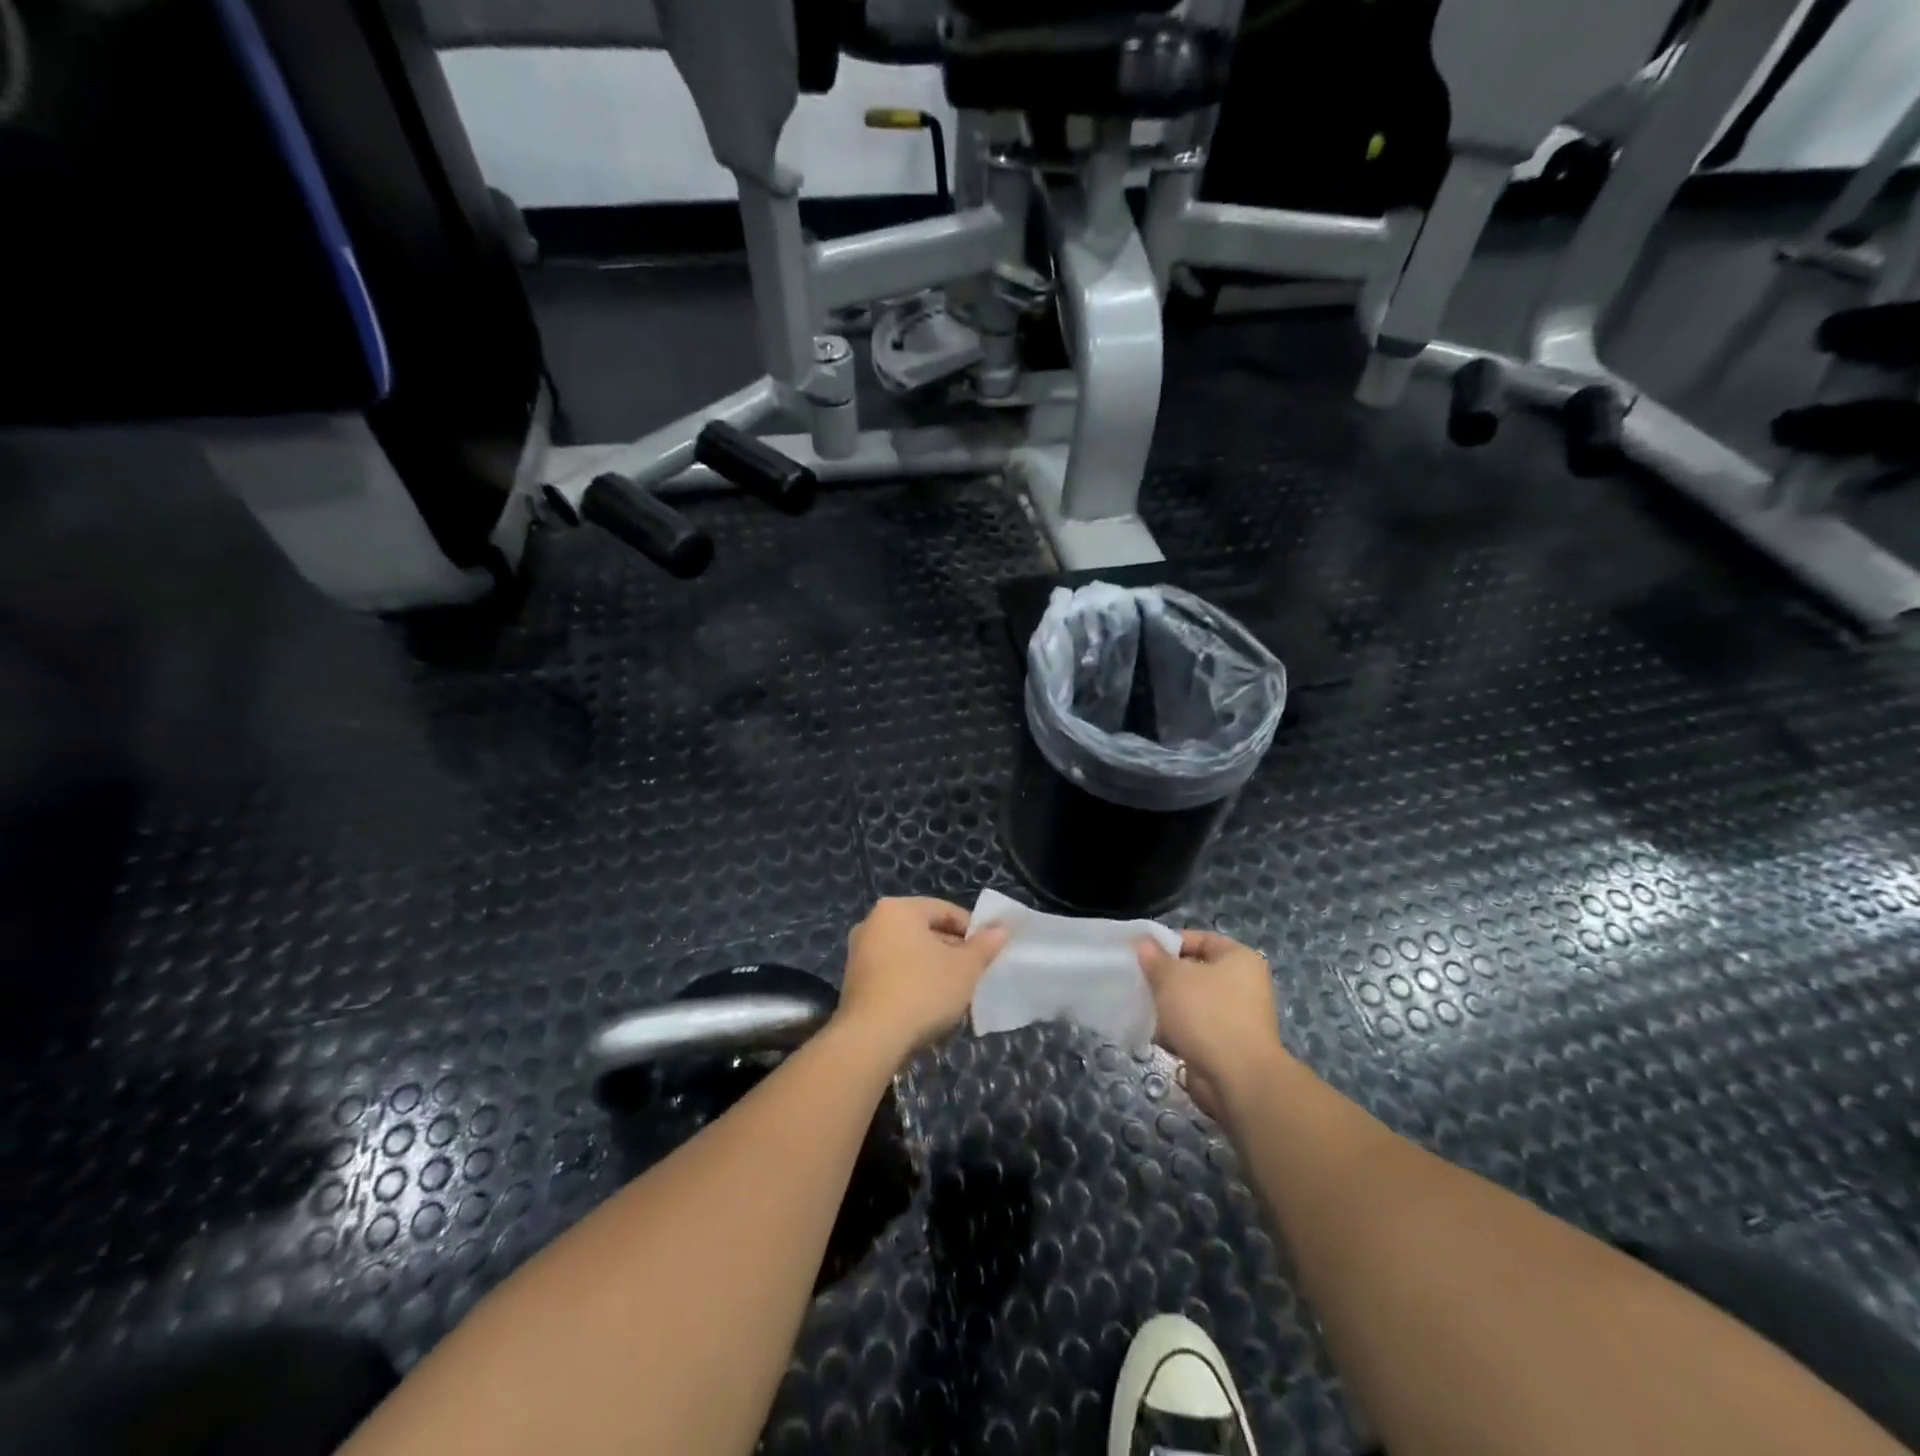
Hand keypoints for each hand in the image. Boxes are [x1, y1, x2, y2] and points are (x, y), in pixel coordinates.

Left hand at [837, 898, 1008, 1060]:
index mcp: (898, 909)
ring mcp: (859, 954)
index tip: (988, 951)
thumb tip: (1001, 929)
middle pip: (924, 931)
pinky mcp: (853, 983)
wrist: (871, 1039)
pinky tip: (929, 1007)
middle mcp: (872, 924)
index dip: (971, 929)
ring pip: (908, 955)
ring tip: (955, 994)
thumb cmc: (923, 991)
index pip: (944, 910)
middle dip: (951, 951)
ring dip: (933, 969)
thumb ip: (985, 945)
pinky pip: (892, 974)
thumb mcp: (965, 968)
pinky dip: (912, 983)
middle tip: (974, 973)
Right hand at [1137, 931, 1288, 1122]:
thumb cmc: (1206, 1014)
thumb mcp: (1172, 978)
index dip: (1170, 943)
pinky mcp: (1229, 1046)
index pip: (1201, 939)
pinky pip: (1197, 1030)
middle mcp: (1244, 985)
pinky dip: (1179, 1033)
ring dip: (1170, 1008)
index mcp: (1239, 959)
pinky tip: (1159, 1037)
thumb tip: (1144, 944)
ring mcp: (1238, 1018)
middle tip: (1141, 983)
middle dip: (1166, 980)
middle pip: (1196, 973)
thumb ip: (1155, 959)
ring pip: (1193, 1004)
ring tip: (1145, 1010)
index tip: (1144, 954)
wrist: (1238, 1078)